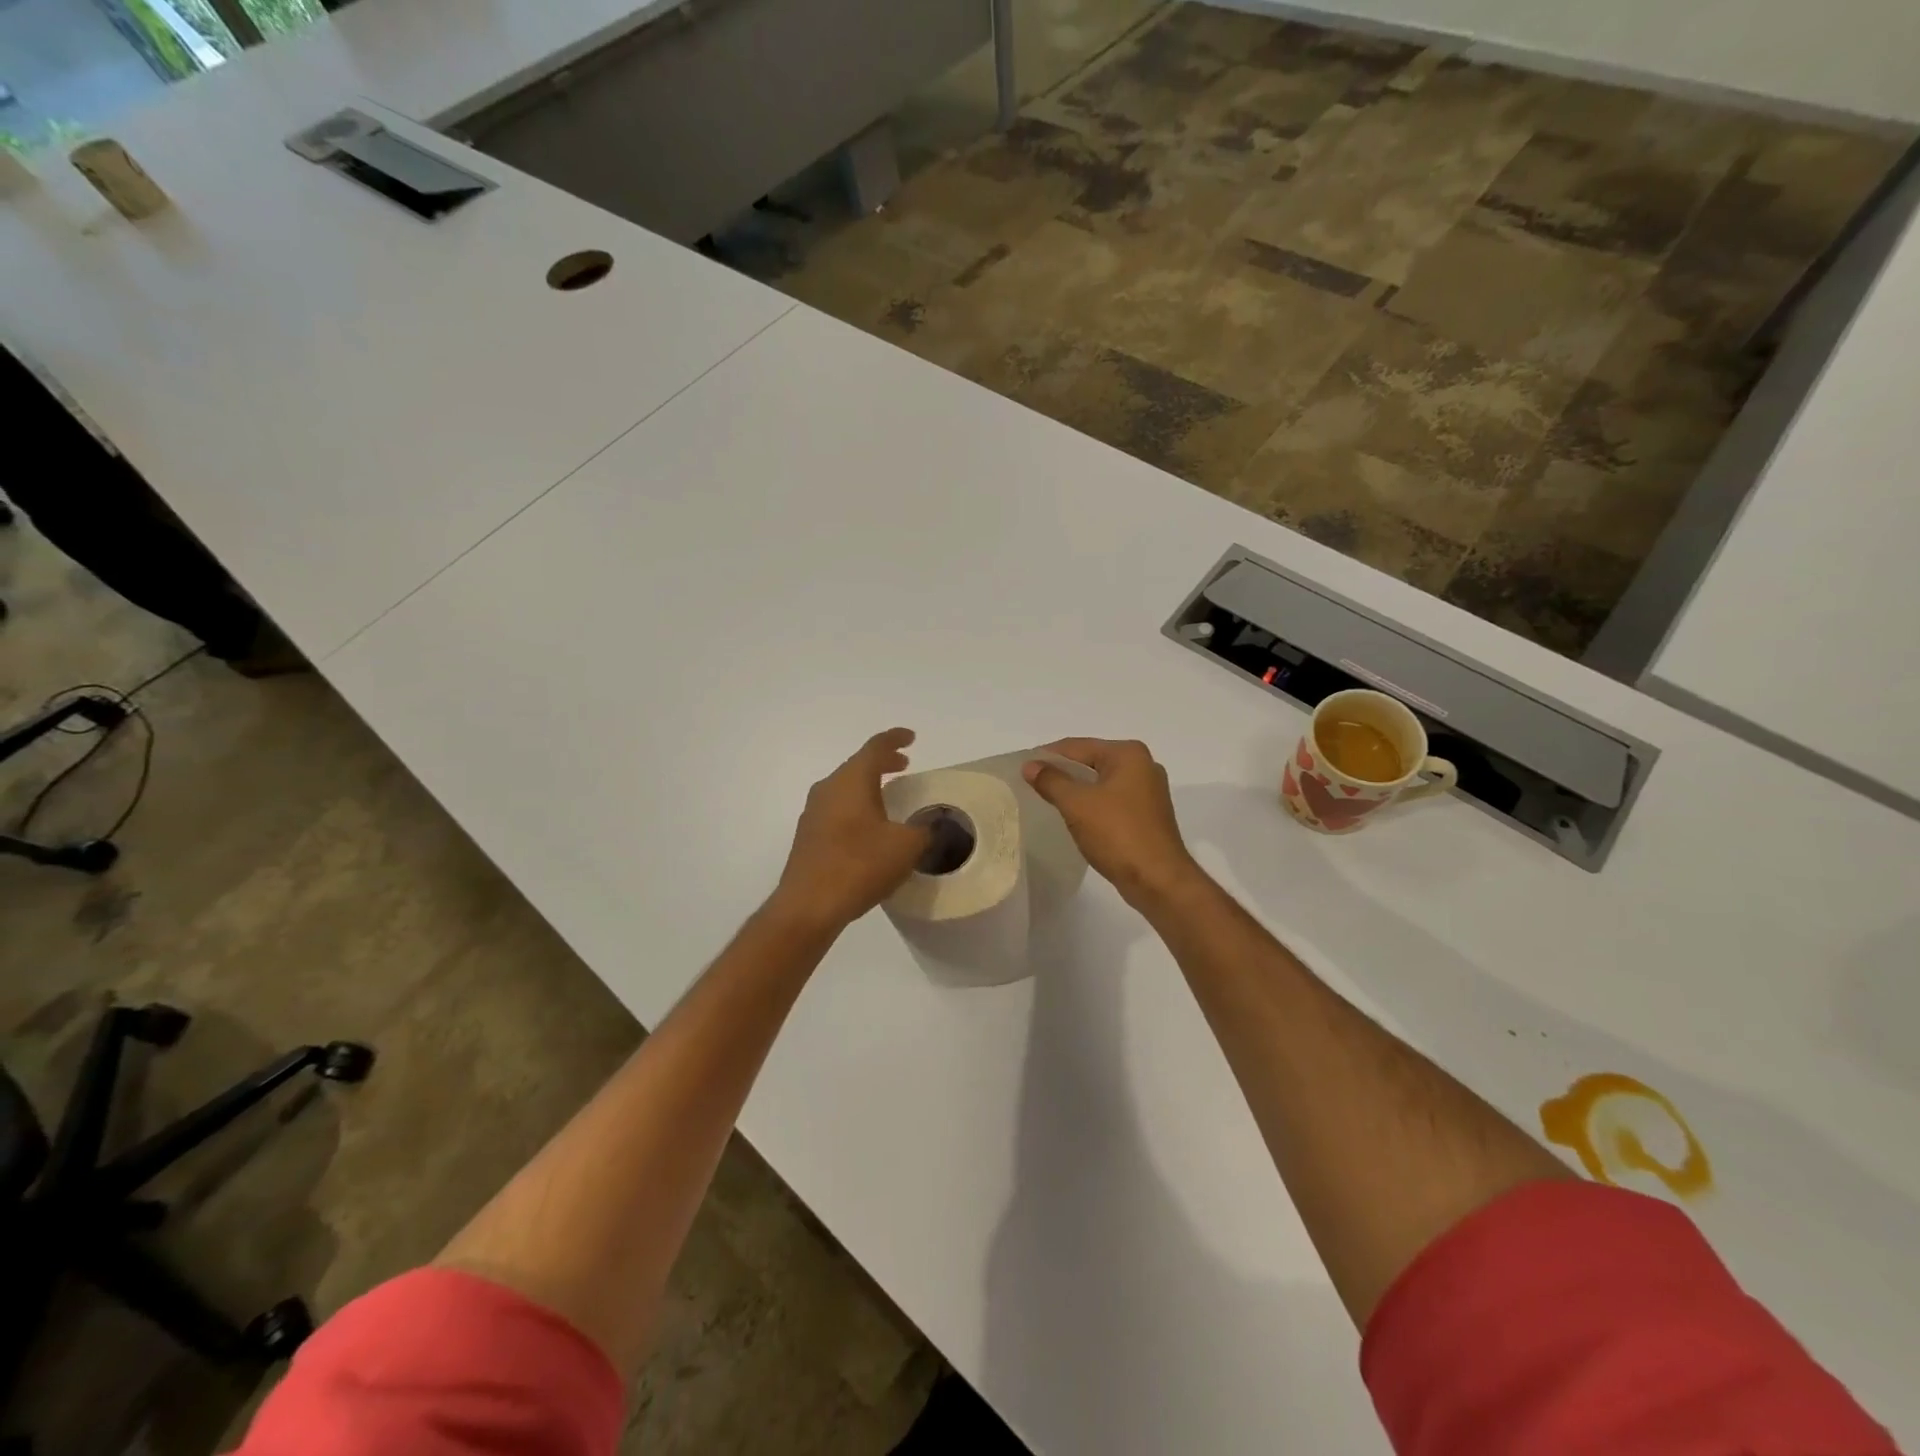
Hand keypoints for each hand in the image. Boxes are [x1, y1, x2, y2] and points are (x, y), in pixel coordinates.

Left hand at [771, 729, 928, 934]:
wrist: (808, 905)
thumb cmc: (859, 865)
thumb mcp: (905, 846)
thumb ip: (924, 830)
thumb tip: (931, 824)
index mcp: (851, 781)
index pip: (875, 747)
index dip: (894, 739)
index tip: (911, 738)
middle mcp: (828, 789)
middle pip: (857, 765)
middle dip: (882, 762)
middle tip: (904, 764)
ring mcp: (814, 813)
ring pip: (845, 788)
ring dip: (868, 786)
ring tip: (889, 795)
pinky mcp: (809, 836)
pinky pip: (837, 809)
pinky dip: (856, 806)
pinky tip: (869, 828)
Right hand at [1025, 738, 1203, 908]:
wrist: (1158, 880)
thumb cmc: (1118, 834)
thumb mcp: (1077, 804)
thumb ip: (1051, 780)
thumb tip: (1030, 765)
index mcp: (1128, 754)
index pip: (1077, 746)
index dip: (1047, 756)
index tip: (1022, 769)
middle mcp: (1142, 766)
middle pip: (1090, 762)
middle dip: (1061, 773)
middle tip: (1031, 785)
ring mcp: (1148, 791)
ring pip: (1100, 783)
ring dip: (1075, 791)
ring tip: (1047, 802)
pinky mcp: (1147, 815)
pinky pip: (1111, 801)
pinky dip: (1091, 805)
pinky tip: (1074, 818)